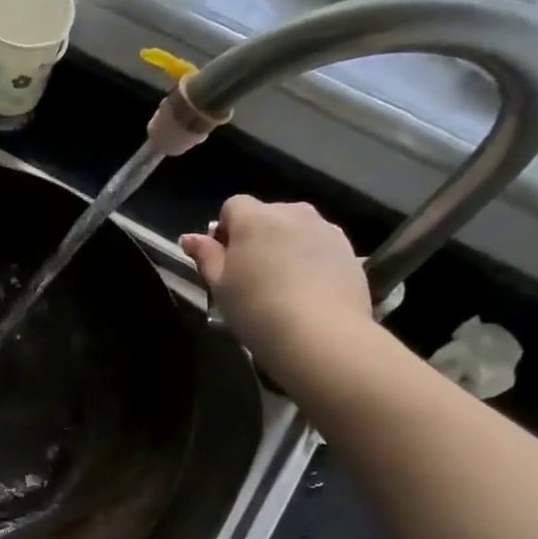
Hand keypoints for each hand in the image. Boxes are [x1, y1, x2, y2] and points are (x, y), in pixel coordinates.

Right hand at [180, 197, 375, 384]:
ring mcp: (325, 229)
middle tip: (250, 273)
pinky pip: (319, 246)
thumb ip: (205, 256)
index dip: (225, 229)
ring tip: (281, 283)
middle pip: (267, 214)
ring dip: (285, 246)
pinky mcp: (349, 250)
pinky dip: (310, 259)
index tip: (224, 258)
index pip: (233, 205)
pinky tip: (307, 290)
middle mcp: (292, 213)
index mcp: (255, 218)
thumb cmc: (256, 307)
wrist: (319, 332)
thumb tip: (188, 237)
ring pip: (296, 229)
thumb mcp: (219, 285)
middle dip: (256, 235)